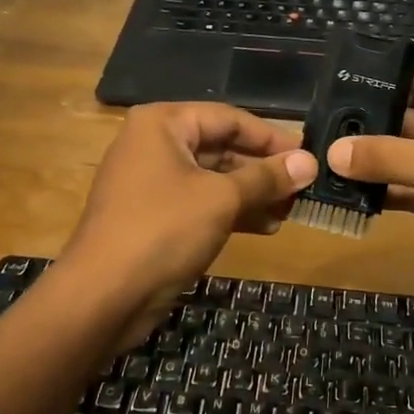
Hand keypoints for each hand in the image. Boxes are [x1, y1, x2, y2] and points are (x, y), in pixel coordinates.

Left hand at [61, 103, 316, 348]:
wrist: (103, 296)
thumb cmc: (163, 230)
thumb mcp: (222, 199)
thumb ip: (267, 177)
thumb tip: (310, 162)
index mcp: (163, 124)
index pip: (229, 118)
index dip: (271, 137)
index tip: (307, 156)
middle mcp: (155, 145)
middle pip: (221, 147)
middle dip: (263, 169)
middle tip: (302, 188)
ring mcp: (152, 183)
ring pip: (213, 179)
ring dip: (252, 193)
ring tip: (290, 211)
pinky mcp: (155, 217)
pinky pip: (201, 204)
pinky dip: (232, 212)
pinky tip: (266, 227)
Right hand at [328, 69, 413, 309]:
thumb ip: (389, 157)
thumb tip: (331, 151)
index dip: (380, 85)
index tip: (331, 93)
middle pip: (408, 121)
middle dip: (368, 130)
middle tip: (316, 135)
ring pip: (407, 159)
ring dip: (373, 166)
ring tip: (322, 166)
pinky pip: (413, 190)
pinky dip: (387, 194)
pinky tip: (349, 197)